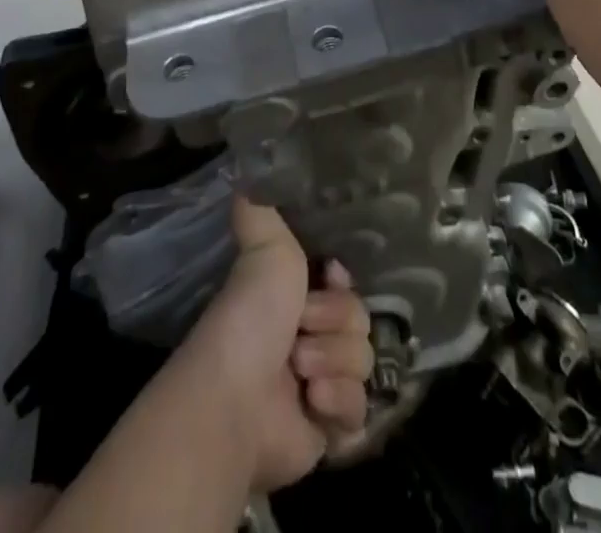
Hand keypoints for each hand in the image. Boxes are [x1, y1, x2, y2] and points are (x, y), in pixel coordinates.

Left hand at [178, 198, 372, 493]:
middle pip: (360, 320)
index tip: (328, 277)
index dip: (342, 284)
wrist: (237, 400)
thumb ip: (261, 208)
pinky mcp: (329, 431)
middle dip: (333, 324)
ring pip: (364, 362)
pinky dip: (338, 406)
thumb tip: (246, 170)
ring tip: (301, 373)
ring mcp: (322, 383)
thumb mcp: (263, 246)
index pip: (347, 284)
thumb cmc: (250, 317)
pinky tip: (312, 404)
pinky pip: (361, 410)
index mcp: (297, 297)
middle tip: (299, 332)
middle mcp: (311, 336)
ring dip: (333, 363)